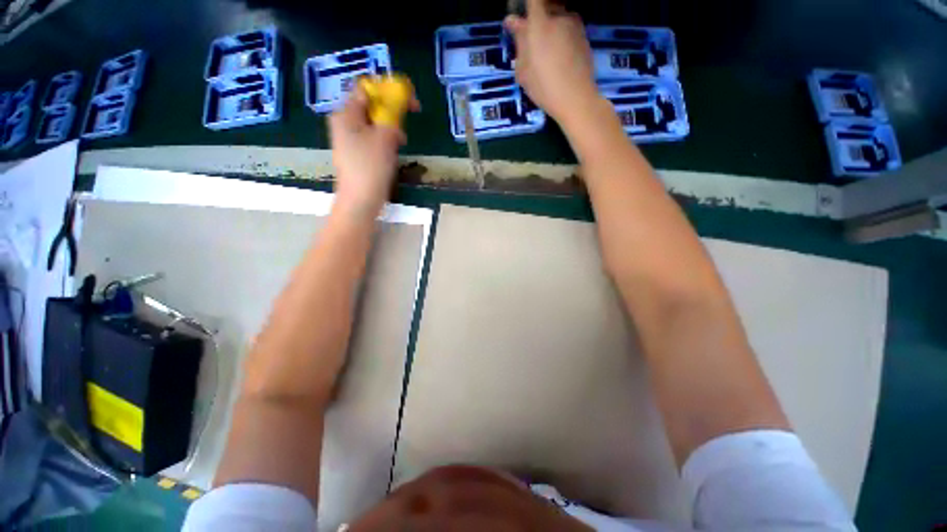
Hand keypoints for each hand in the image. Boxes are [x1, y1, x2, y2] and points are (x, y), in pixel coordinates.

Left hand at [329, 86, 417, 218]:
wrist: (361, 200)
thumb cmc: (371, 167)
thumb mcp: (384, 136)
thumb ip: (391, 115)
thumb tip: (396, 108)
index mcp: (346, 113)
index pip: (367, 89)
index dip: (390, 92)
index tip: (410, 104)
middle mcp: (344, 123)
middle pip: (371, 107)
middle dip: (392, 115)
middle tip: (403, 129)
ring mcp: (349, 140)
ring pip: (374, 125)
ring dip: (390, 131)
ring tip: (399, 145)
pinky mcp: (357, 154)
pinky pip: (373, 139)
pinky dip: (385, 142)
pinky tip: (392, 154)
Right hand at [504, 0, 598, 123]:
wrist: (576, 98)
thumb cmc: (544, 87)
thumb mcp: (523, 70)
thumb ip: (520, 42)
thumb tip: (513, 22)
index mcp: (539, 23)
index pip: (533, 0)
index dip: (527, 6)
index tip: (521, 18)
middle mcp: (558, 16)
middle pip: (546, 6)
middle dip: (537, 19)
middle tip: (530, 41)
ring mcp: (574, 25)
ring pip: (558, 17)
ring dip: (551, 28)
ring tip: (546, 53)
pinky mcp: (584, 36)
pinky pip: (569, 28)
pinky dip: (561, 37)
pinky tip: (559, 58)